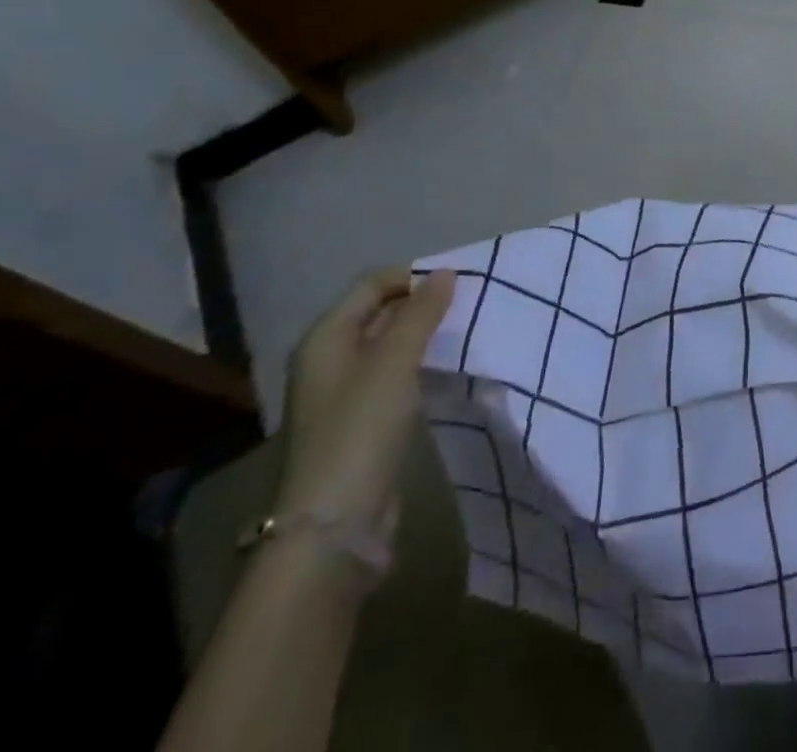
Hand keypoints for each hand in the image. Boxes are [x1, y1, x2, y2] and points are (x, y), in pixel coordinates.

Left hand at [274, 268, 454, 545]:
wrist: (335, 524)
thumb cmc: (360, 429)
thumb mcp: (394, 361)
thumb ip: (421, 314)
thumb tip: (444, 273)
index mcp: (326, 338)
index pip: (372, 285)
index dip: (412, 277)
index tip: (459, 282)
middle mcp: (330, 360)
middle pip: (379, 313)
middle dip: (422, 304)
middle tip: (470, 303)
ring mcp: (345, 394)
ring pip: (390, 346)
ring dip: (425, 336)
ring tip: (466, 331)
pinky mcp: (363, 423)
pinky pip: (396, 377)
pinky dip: (421, 366)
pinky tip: (447, 370)